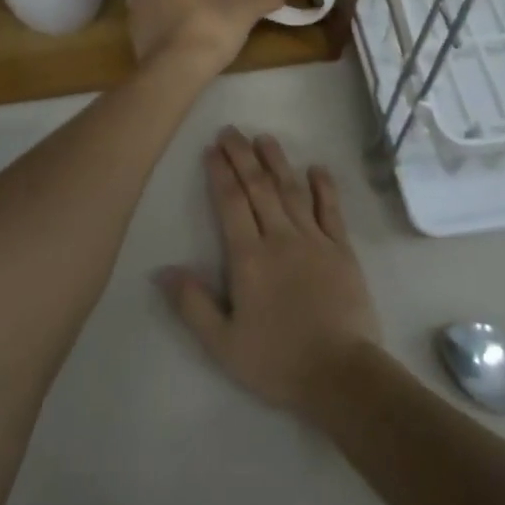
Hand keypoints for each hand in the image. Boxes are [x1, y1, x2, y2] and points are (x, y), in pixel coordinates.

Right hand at [157, 129, 380, 413]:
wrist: (340, 374)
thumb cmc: (277, 361)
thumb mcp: (223, 344)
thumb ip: (193, 304)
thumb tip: (162, 270)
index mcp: (249, 258)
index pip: (231, 203)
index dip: (220, 173)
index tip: (212, 149)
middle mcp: (280, 237)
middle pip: (258, 187)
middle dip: (242, 156)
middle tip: (231, 131)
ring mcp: (314, 239)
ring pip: (292, 190)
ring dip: (277, 161)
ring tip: (264, 138)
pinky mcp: (342, 249)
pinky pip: (331, 209)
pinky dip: (324, 186)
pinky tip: (317, 168)